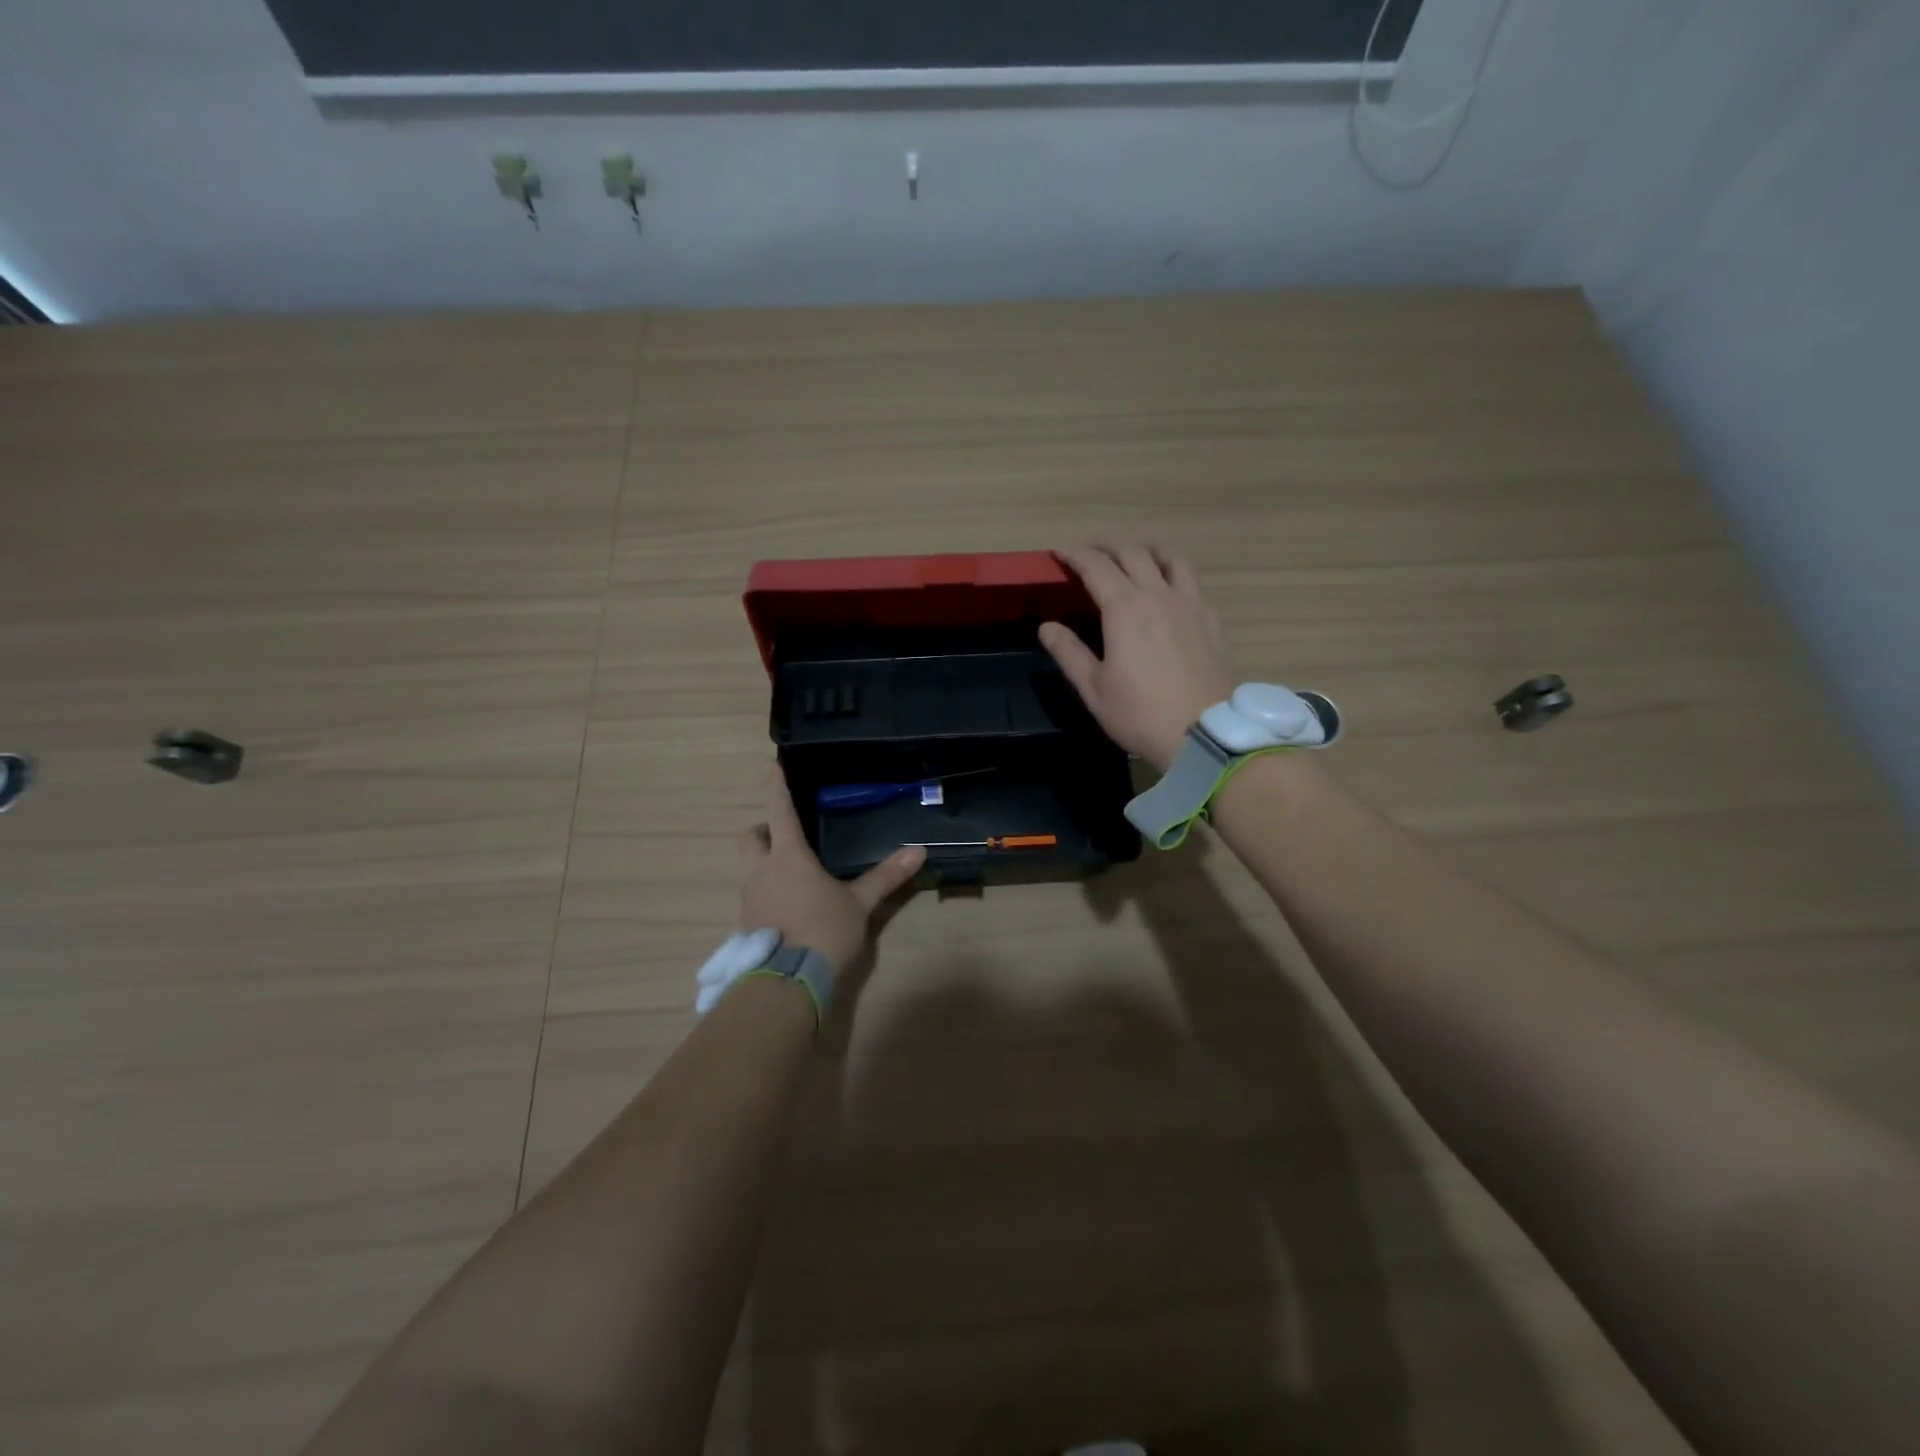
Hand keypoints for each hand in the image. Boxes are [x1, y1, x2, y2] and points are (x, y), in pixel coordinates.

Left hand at [739, 767, 925, 972]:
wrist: (787, 980)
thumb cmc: (824, 930)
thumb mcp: (859, 903)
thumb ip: (886, 877)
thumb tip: (918, 851)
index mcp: (788, 856)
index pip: (779, 811)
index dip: (776, 787)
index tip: (772, 766)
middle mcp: (762, 871)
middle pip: (751, 837)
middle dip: (764, 829)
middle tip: (785, 834)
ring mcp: (750, 898)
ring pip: (750, 868)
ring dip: (766, 863)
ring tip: (794, 875)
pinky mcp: (746, 924)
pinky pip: (754, 896)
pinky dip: (767, 892)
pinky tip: (789, 908)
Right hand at [1040, 545, 1235, 772]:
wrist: (1203, 733)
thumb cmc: (1140, 713)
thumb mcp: (1093, 688)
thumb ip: (1068, 652)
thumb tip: (1047, 626)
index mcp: (1124, 609)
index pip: (1096, 566)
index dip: (1075, 555)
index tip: (1060, 554)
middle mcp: (1158, 596)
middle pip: (1132, 554)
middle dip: (1107, 547)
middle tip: (1091, 554)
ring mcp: (1190, 605)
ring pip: (1171, 559)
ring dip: (1148, 550)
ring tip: (1137, 555)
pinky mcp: (1211, 620)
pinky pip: (1193, 583)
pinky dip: (1176, 575)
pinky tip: (1171, 591)